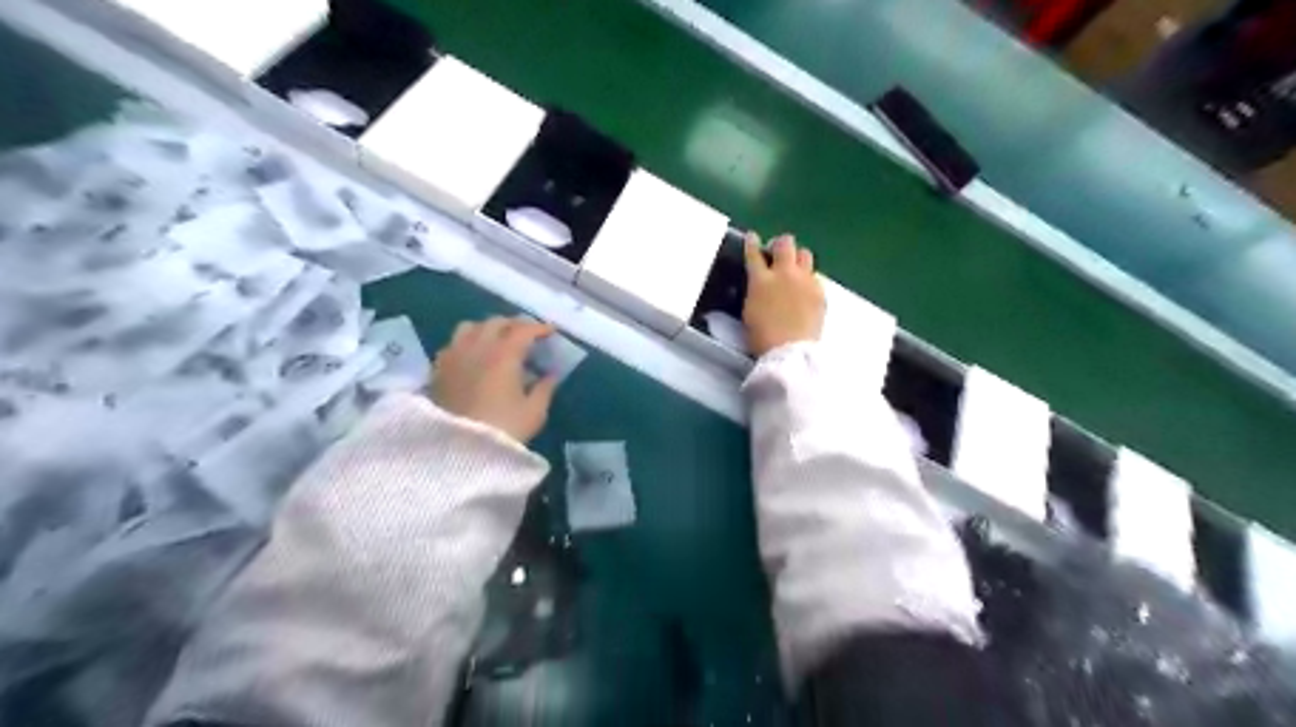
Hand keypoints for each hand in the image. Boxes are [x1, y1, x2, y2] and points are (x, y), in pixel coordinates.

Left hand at [433, 314, 559, 443]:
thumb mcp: (534, 411)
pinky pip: (454, 343)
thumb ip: (545, 388)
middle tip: (527, 335)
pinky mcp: (439, 369)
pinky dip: (468, 342)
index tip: (550, 332)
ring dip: (488, 328)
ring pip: (470, 327)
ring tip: (498, 340)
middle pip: (496, 322)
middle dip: (515, 324)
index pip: (523, 329)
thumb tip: (550, 374)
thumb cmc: (504, 429)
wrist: (459, 451)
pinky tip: (474, 356)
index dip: (539, 328)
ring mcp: (454, 355)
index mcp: (504, 354)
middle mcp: (477, 347)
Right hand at [745, 233, 823, 357]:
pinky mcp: (819, 292)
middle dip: (780, 244)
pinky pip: (815, 276)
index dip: (752, 243)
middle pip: (785, 244)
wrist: (789, 350)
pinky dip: (808, 278)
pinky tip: (805, 289)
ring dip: (798, 257)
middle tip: (777, 251)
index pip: (754, 253)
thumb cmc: (761, 337)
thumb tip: (760, 283)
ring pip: (805, 254)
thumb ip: (755, 291)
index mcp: (760, 280)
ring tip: (795, 267)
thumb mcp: (749, 310)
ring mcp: (805, 281)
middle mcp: (784, 274)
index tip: (752, 237)